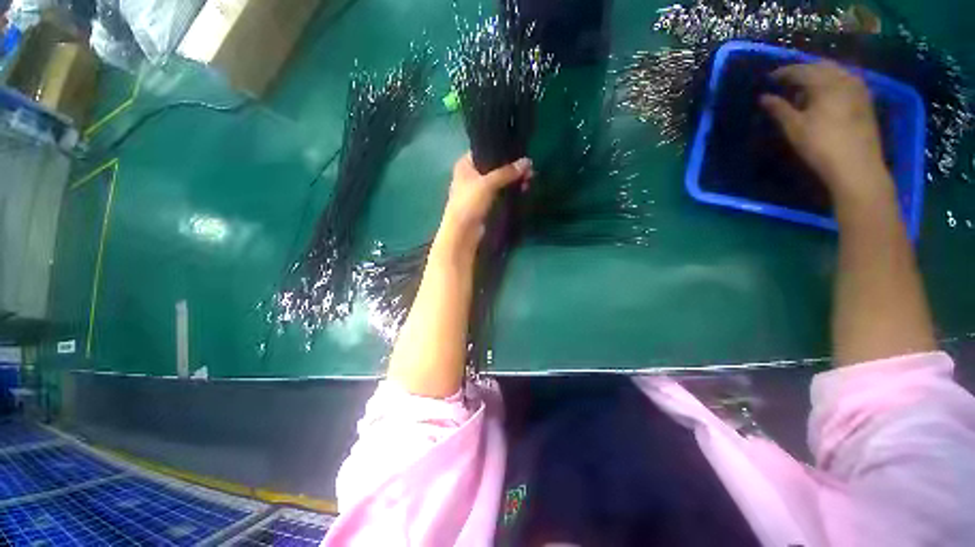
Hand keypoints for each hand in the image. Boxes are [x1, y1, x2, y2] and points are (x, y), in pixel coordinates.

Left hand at [434, 153, 531, 259]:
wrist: (463, 232)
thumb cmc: (469, 202)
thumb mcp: (488, 183)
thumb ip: (507, 172)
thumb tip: (527, 162)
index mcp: (465, 165)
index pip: (484, 150)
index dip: (501, 150)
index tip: (519, 152)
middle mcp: (471, 175)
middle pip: (495, 167)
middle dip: (512, 168)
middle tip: (529, 169)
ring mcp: (478, 190)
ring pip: (499, 180)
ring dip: (513, 180)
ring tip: (529, 179)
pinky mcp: (486, 203)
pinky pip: (501, 192)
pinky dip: (510, 190)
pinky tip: (523, 188)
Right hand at [760, 62, 892, 206]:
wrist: (857, 166)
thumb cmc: (821, 146)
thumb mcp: (794, 128)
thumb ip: (779, 109)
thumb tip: (763, 97)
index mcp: (825, 83)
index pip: (800, 70)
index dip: (783, 73)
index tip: (768, 79)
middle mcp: (844, 78)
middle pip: (820, 66)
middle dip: (802, 70)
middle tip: (786, 81)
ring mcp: (858, 88)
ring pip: (835, 71)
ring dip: (818, 75)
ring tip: (804, 88)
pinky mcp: (865, 99)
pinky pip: (846, 80)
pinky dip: (831, 82)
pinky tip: (824, 94)